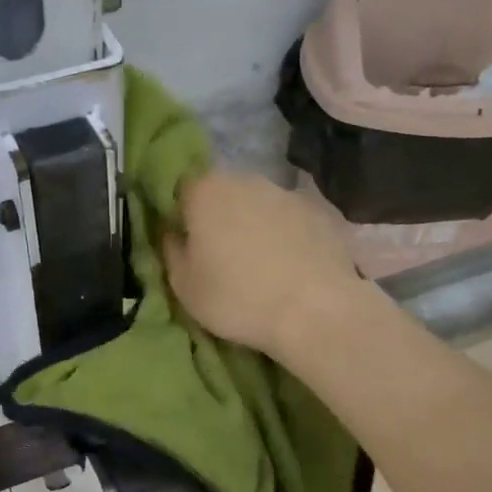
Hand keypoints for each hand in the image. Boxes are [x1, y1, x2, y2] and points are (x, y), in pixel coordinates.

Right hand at [163, 170, 362, 359]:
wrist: (315, 311)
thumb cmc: (237, 298)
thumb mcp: (184, 286)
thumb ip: (171, 252)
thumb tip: (173, 234)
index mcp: (205, 191)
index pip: (181, 192)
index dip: (181, 217)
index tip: (186, 245)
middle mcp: (246, 180)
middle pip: (222, 194)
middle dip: (219, 218)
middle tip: (221, 257)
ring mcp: (287, 193)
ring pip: (258, 206)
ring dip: (254, 226)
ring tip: (259, 265)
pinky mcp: (320, 212)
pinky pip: (290, 221)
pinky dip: (286, 237)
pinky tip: (290, 267)